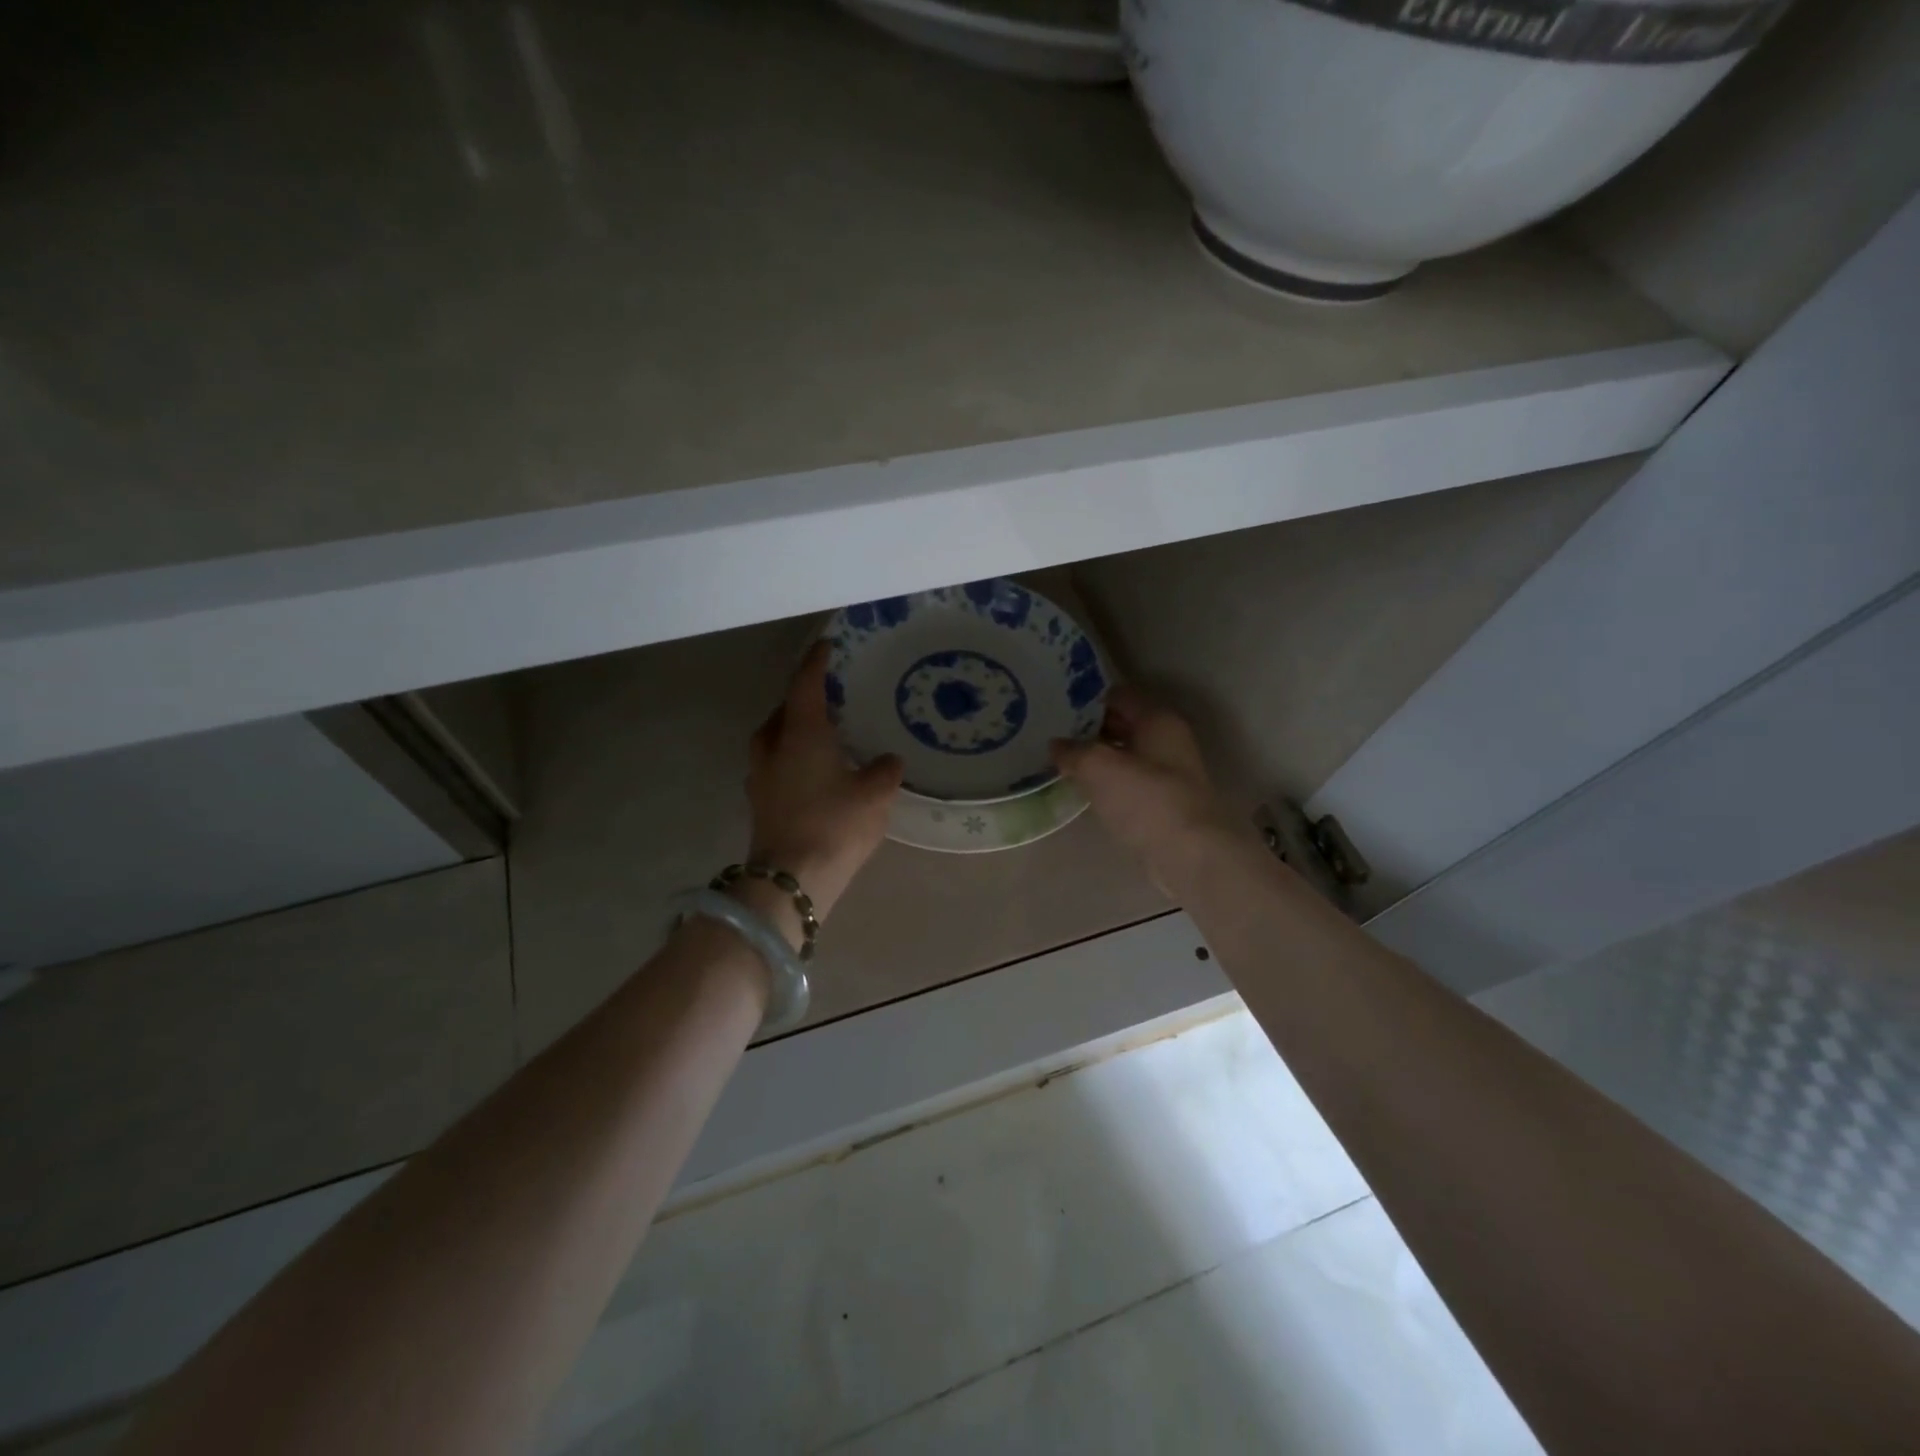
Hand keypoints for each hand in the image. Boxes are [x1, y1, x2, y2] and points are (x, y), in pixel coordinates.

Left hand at [745, 640, 902, 922]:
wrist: (791, 879)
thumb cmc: (835, 824)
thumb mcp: (875, 794)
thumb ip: (885, 770)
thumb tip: (888, 760)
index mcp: (801, 733)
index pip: (806, 685)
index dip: (816, 663)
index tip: (826, 646)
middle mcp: (773, 747)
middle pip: (782, 711)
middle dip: (800, 700)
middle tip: (826, 698)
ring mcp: (760, 777)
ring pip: (773, 740)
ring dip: (791, 731)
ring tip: (818, 736)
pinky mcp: (759, 804)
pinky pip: (773, 766)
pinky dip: (789, 759)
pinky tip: (810, 774)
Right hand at [1051, 686, 1239, 886]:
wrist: (1189, 854)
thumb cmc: (1145, 799)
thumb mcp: (1098, 766)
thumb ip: (1072, 751)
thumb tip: (1056, 745)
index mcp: (1157, 719)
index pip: (1118, 695)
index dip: (1087, 700)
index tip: (1057, 708)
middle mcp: (1167, 740)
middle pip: (1123, 724)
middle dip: (1089, 729)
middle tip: (1053, 735)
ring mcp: (1168, 773)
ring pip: (1125, 755)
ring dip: (1097, 758)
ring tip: (1062, 763)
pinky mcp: (1164, 803)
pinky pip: (1129, 783)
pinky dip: (1108, 783)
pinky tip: (1085, 791)